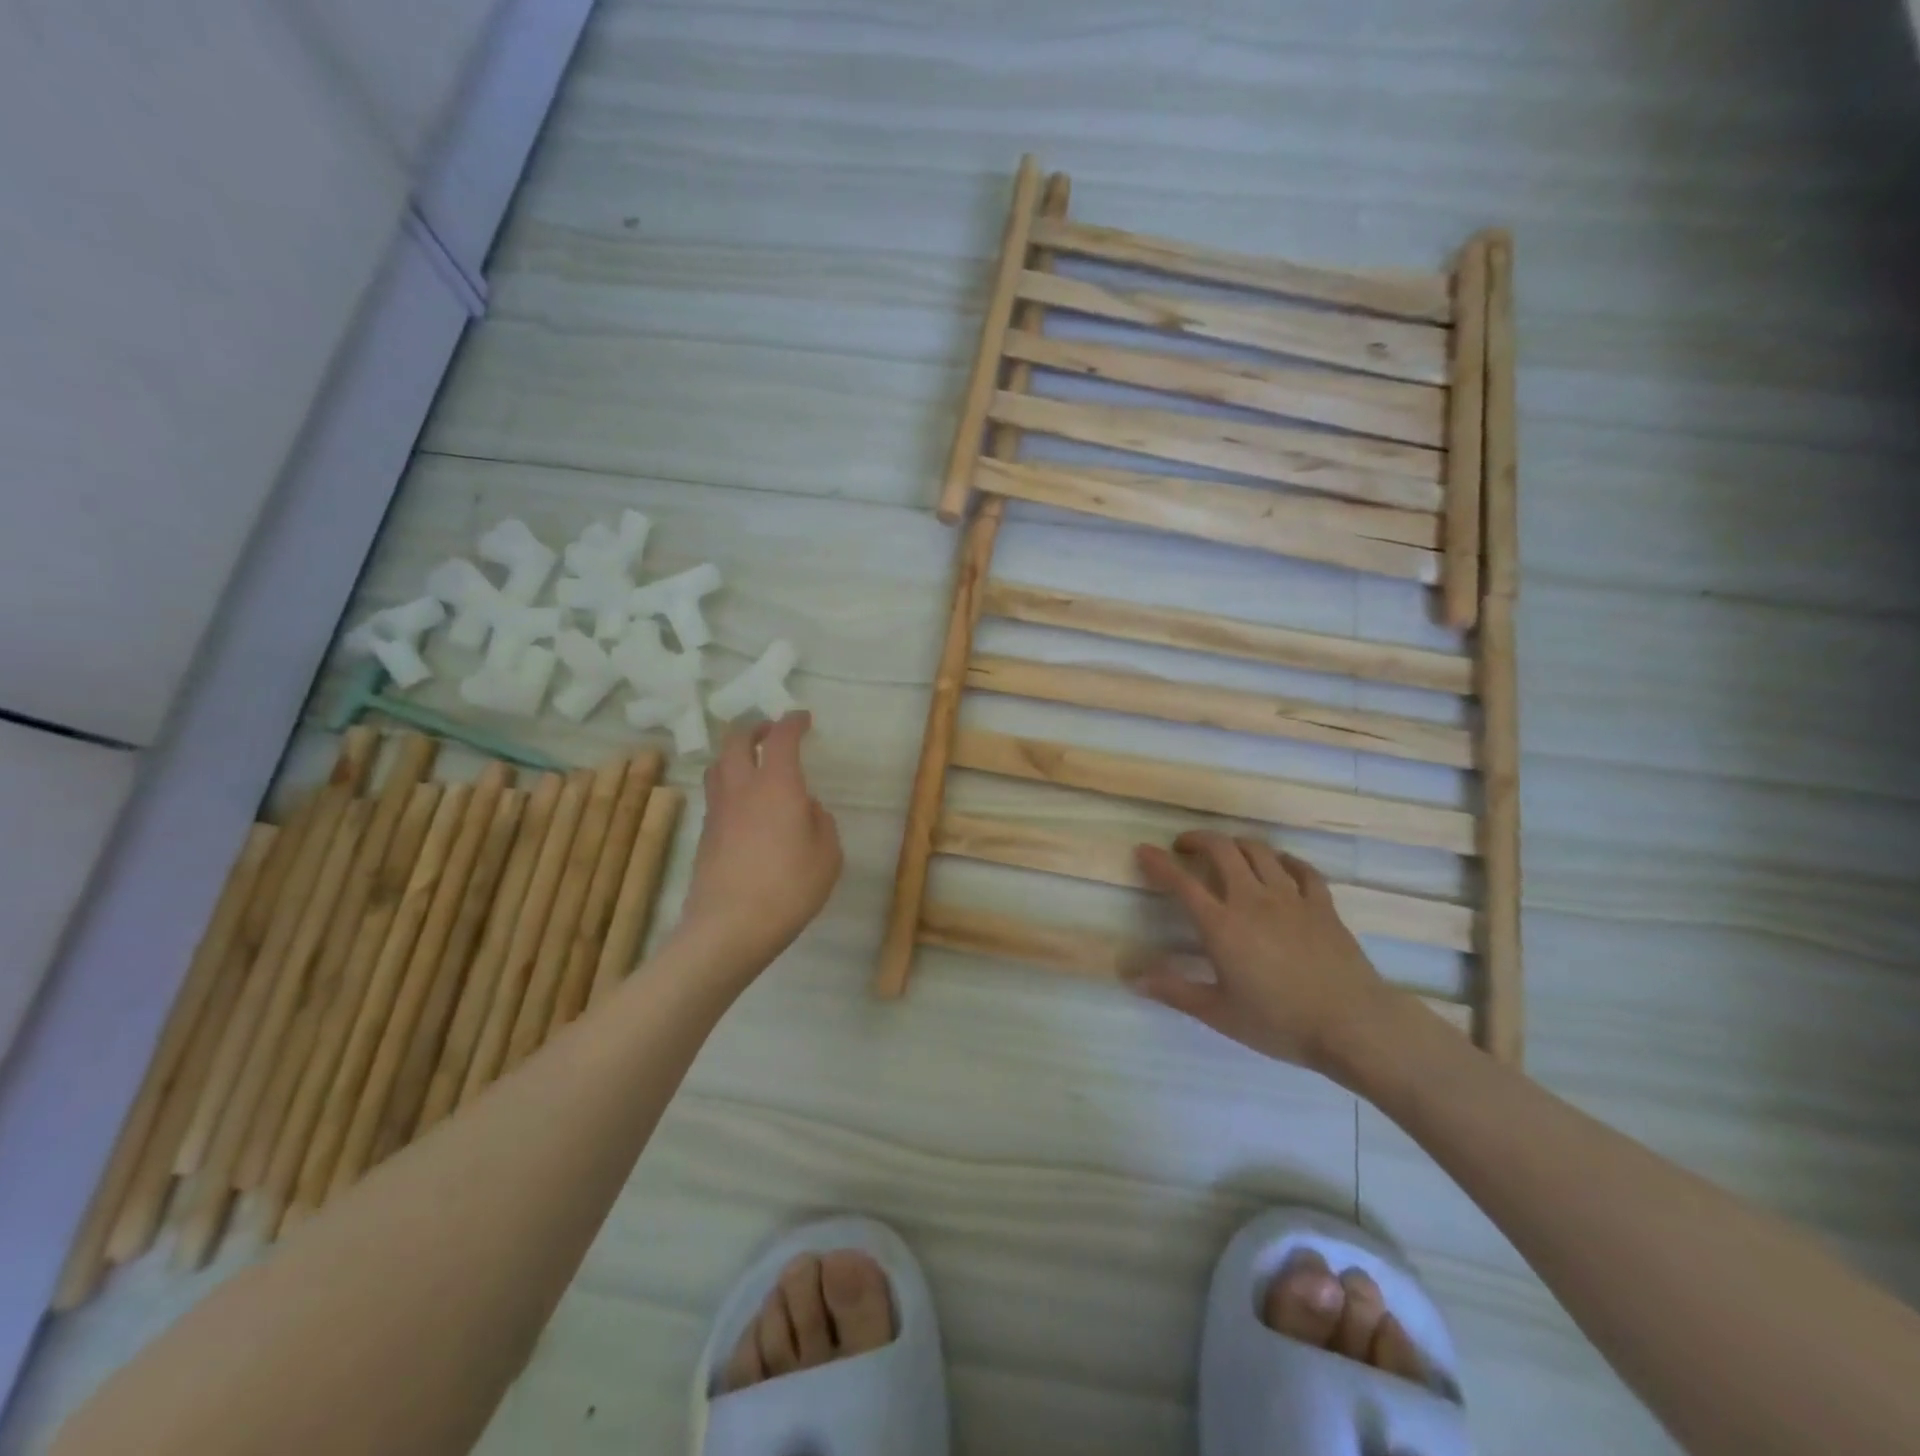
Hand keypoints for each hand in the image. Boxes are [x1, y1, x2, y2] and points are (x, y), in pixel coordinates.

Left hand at [676, 713, 842, 974]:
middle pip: (736, 741)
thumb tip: (807, 808)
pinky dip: (729, 786)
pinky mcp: (705, 835)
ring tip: (751, 764)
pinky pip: (715, 795)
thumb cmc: (789, 888)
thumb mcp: (828, 856)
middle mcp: (742, 789)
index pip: (781, 738)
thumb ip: (821, 823)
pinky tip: (744, 806)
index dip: (792, 722)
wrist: (729, 927)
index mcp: (777, 786)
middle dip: (754, 728)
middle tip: (771, 733)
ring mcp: (718, 811)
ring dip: (734, 755)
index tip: (803, 718)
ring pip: (718, 765)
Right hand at [1136, 832, 1399, 1073]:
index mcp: (1221, 925)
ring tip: (1227, 851)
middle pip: (1221, 850)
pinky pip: (1301, 869)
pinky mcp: (1322, 905)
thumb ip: (1175, 991)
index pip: (1181, 882)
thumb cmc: (1279, 1022)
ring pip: (1259, 851)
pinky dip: (1284, 860)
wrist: (1353, 1025)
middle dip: (1197, 840)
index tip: (1143, 850)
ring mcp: (1290, 898)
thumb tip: (1133, 978)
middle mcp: (1252, 899)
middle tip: (1184, 846)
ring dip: (1236, 844)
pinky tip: (1279, 865)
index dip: (1158, 863)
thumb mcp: (1219, 1014)